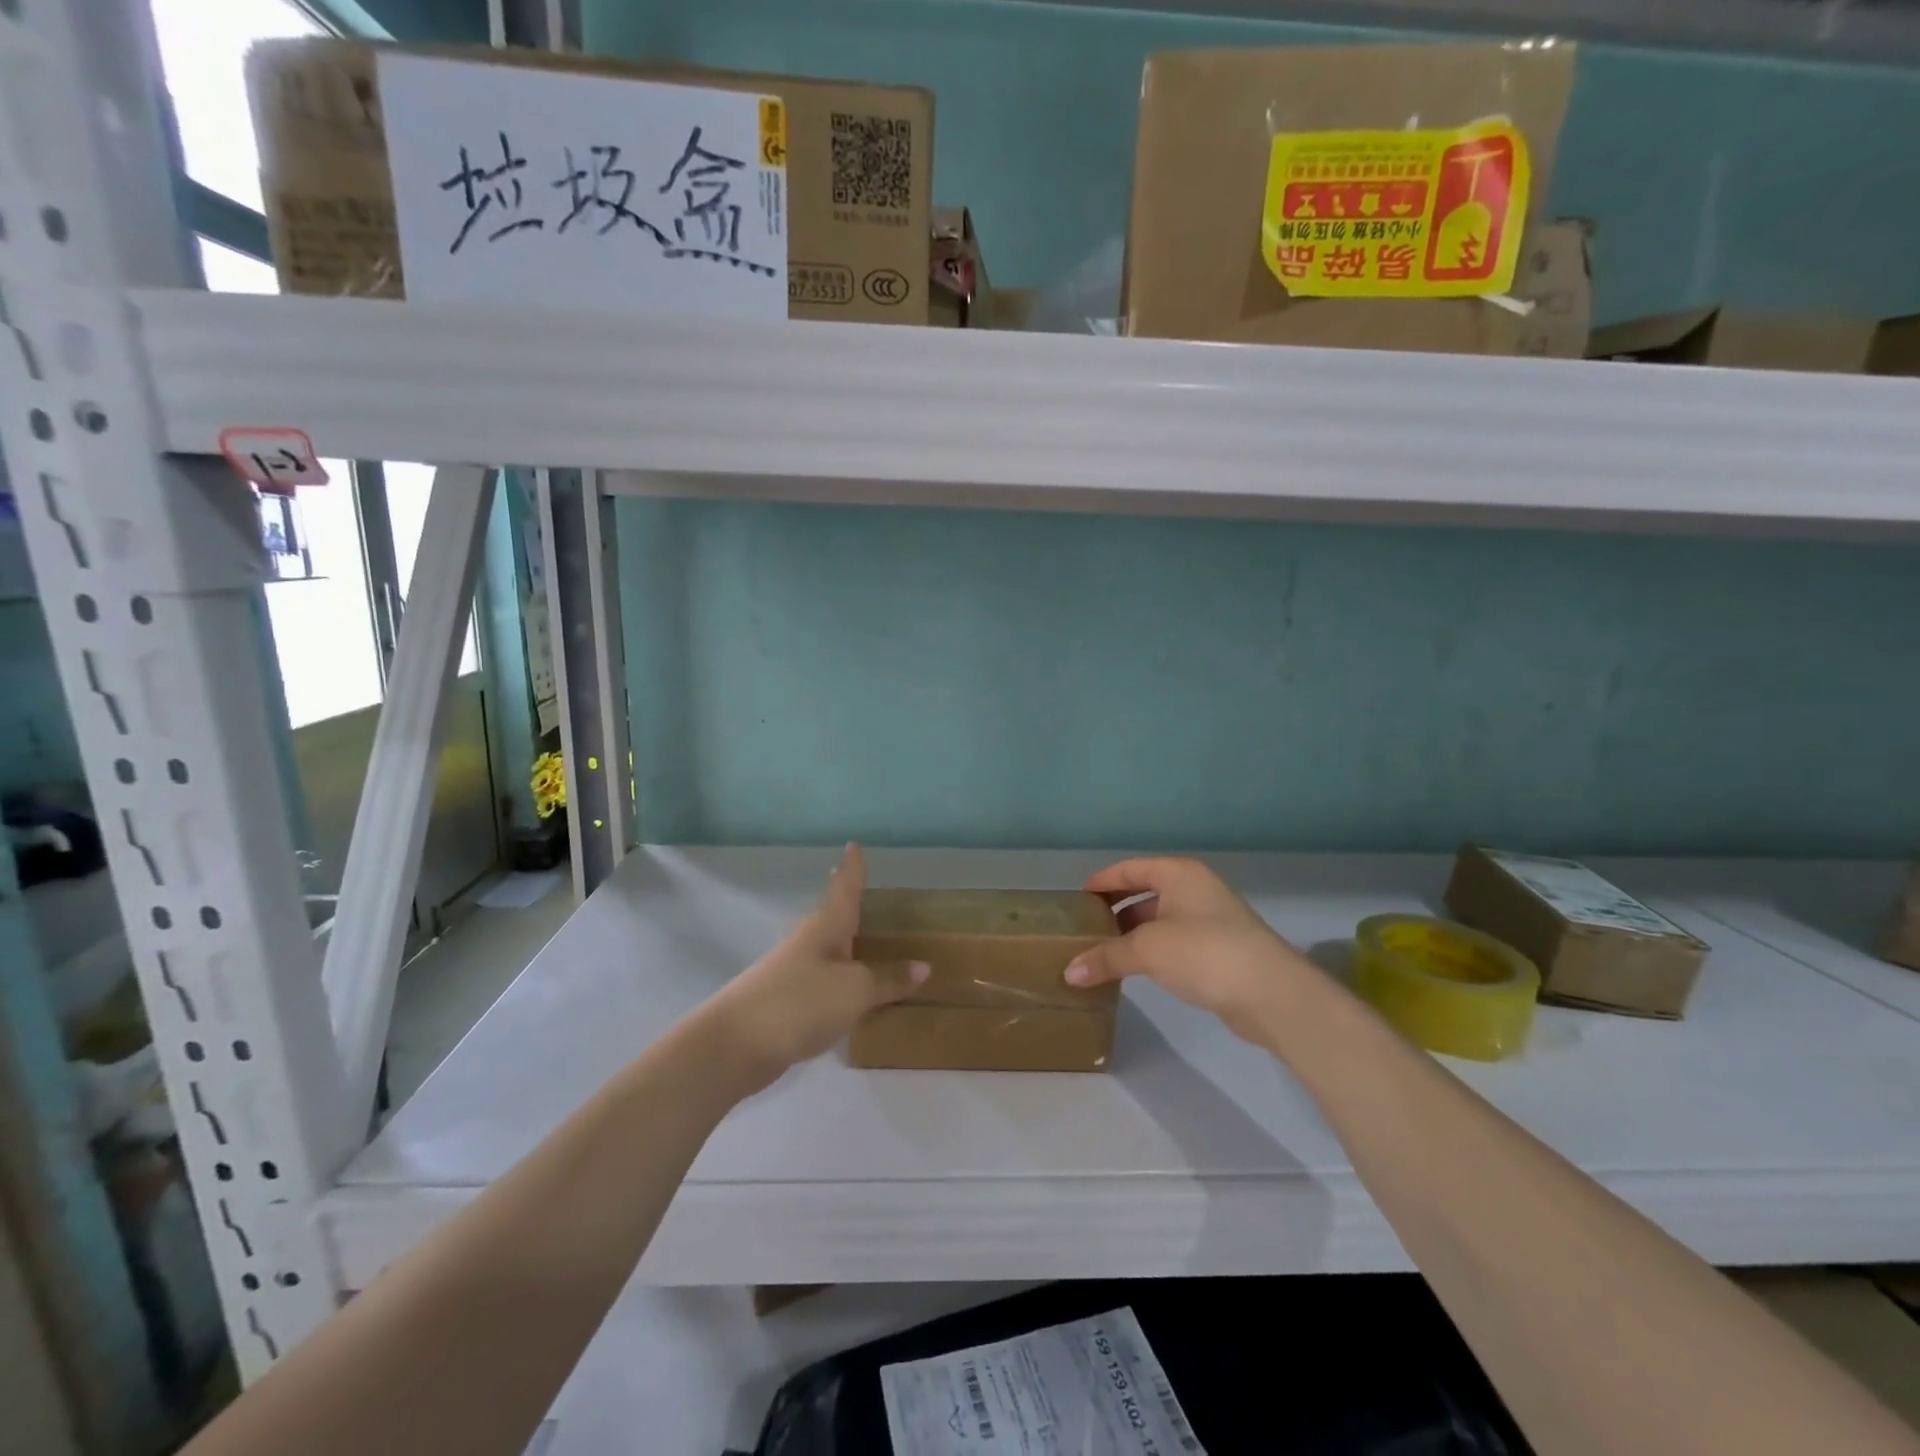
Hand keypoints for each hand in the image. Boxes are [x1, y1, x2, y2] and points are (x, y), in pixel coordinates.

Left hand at [704, 844, 927, 1091]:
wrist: (736, 1044)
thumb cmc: (800, 1001)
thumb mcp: (855, 990)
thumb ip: (888, 979)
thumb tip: (923, 966)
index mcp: (826, 927)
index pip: (844, 888)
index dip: (852, 868)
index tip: (853, 844)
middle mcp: (809, 942)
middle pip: (833, 916)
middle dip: (849, 903)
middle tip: (868, 890)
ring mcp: (794, 972)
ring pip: (828, 949)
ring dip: (847, 943)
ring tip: (868, 939)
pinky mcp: (788, 1002)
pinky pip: (825, 982)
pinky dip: (842, 979)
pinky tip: (852, 992)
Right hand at [1064, 857, 1310, 1043]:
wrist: (1271, 993)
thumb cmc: (1204, 952)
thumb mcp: (1148, 949)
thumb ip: (1106, 957)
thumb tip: (1069, 973)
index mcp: (1179, 874)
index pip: (1130, 869)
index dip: (1102, 881)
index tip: (1076, 899)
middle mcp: (1195, 890)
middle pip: (1144, 893)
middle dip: (1114, 910)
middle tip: (1084, 928)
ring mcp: (1210, 920)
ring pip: (1159, 920)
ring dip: (1131, 935)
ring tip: (1101, 952)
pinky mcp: (1218, 950)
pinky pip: (1173, 943)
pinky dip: (1151, 952)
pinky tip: (1133, 970)